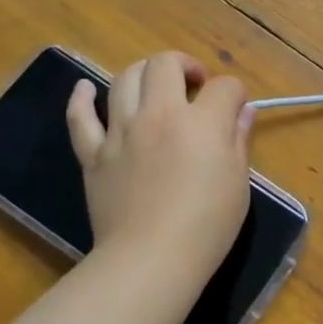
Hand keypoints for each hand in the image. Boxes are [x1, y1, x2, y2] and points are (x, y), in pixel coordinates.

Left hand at [67, 52, 252, 283]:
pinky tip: (85, 89)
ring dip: (144, 74)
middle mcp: (159, 114)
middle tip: (195, 86)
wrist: (150, 258)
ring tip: (155, 88)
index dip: (235, 93)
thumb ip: (238, 139)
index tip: (237, 108)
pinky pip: (80, 118)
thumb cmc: (207, 225)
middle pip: (165, 65)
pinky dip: (81, 98)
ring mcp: (121, 132)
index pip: (223, 87)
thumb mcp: (238, 182)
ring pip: (125, 79)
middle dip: (185, 66)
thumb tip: (242, 111)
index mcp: (201, 122)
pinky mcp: (93, 154)